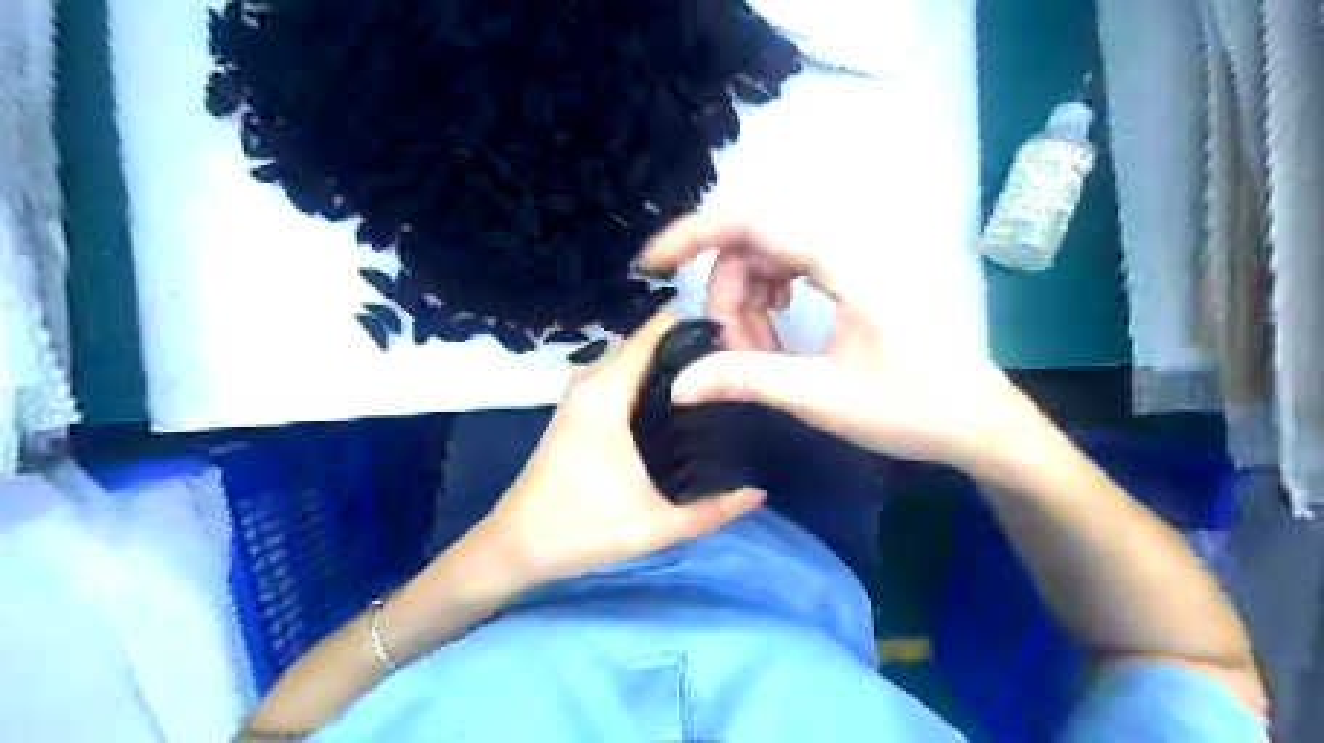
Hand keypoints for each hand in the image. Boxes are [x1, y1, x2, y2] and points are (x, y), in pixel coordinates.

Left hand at [477, 311, 766, 590]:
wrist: (515, 545)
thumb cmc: (583, 527)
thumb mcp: (657, 525)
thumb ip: (713, 510)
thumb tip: (760, 491)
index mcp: (607, 394)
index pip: (650, 337)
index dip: (688, 327)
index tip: (730, 332)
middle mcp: (590, 383)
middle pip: (642, 347)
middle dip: (684, 349)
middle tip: (731, 362)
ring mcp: (578, 396)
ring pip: (628, 364)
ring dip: (664, 367)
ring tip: (711, 380)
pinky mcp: (575, 412)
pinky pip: (616, 380)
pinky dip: (644, 382)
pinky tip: (673, 405)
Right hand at [642, 214, 1055, 476]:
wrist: (979, 421)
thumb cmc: (914, 409)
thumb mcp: (823, 397)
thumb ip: (747, 380)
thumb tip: (679, 384)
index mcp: (846, 261)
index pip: (752, 221)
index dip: (692, 235)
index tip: (651, 265)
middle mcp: (847, 245)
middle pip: (754, 243)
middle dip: (727, 295)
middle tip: (735, 353)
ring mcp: (851, 258)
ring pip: (768, 258)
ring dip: (747, 304)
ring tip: (761, 356)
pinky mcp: (852, 275)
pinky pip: (789, 270)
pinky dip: (767, 301)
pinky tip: (776, 335)